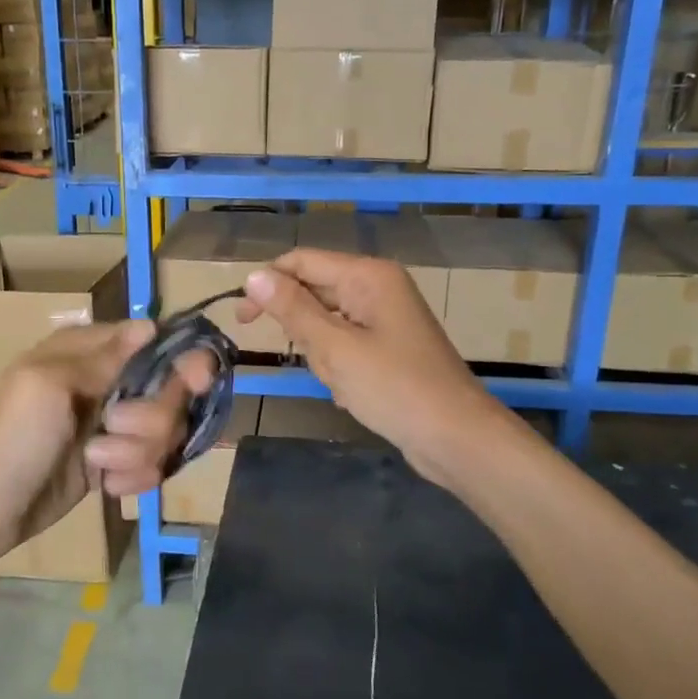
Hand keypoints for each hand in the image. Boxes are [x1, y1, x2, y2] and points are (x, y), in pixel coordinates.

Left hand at [0, 321, 215, 563]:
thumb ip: (106, 356)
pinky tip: (106, 486)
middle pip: (169, 392)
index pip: (154, 343)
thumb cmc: (11, 438)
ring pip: (164, 432)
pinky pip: (151, 464)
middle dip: (151, 419)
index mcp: (87, 352)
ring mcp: (110, 426)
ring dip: (138, 453)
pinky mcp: (111, 463)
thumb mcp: (51, 386)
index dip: (179, 362)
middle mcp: (105, 383)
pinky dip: (133, 477)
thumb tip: (151, 323)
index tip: (195, 382)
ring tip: (98, 464)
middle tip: (113, 429)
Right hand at [238, 249, 507, 487]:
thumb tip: (253, 275)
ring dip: (323, 356)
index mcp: (368, 275)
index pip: (302, 261)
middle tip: (317, 364)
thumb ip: (292, 309)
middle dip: (304, 331)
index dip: (268, 284)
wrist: (455, 437)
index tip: (242, 320)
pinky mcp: (389, 345)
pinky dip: (340, 368)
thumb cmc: (394, 388)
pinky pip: (346, 345)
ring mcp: (385, 317)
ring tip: (345, 383)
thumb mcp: (335, 348)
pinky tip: (354, 394)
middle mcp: (377, 287)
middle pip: (315, 292)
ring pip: (327, 324)